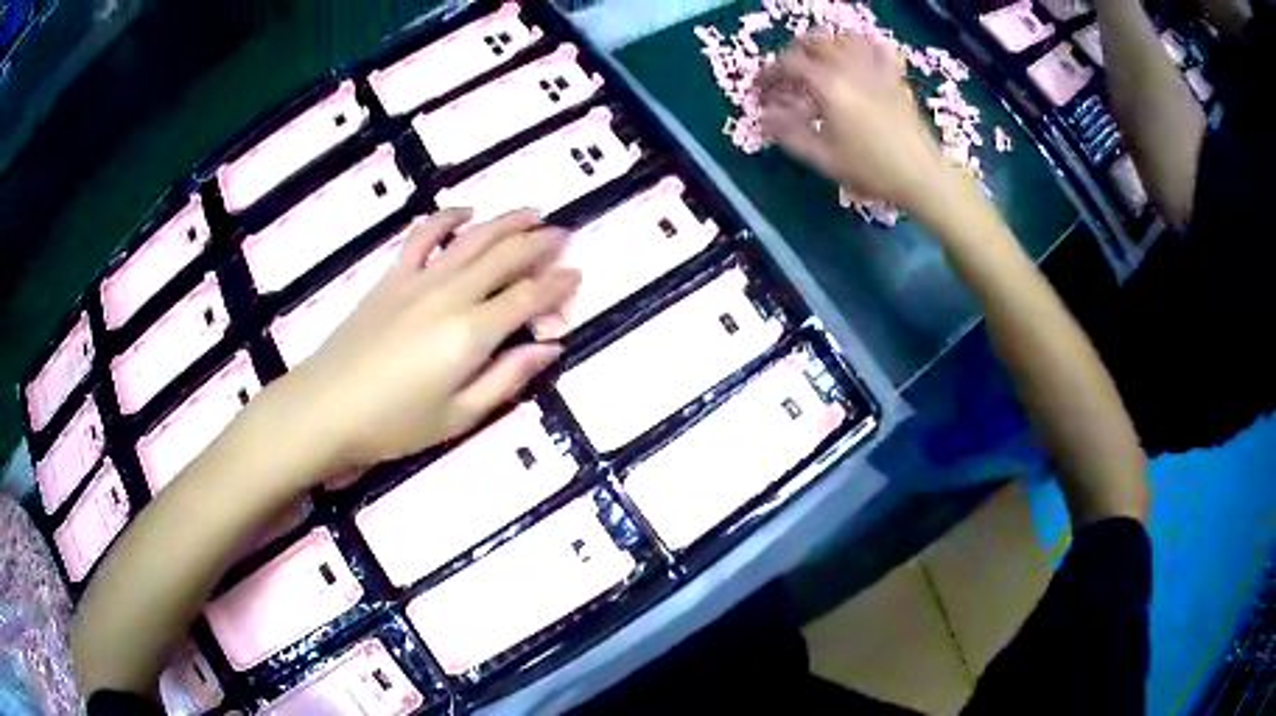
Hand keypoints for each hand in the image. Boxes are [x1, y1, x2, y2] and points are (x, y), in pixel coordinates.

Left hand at [282, 208, 578, 471]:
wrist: (326, 407)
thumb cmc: (394, 424)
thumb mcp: (459, 416)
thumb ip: (508, 378)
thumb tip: (550, 348)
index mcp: (472, 334)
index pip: (528, 298)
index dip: (558, 285)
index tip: (579, 274)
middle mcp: (451, 294)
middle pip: (506, 257)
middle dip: (541, 243)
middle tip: (565, 235)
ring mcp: (419, 279)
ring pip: (472, 238)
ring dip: (506, 221)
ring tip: (532, 212)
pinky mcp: (392, 277)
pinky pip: (424, 236)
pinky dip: (448, 218)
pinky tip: (465, 213)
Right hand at [757, 34, 956, 214]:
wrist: (922, 177)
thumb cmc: (871, 170)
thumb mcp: (824, 157)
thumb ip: (790, 134)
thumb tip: (763, 118)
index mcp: (830, 86)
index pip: (789, 64)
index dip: (769, 74)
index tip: (761, 89)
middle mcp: (851, 69)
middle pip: (816, 44)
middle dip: (794, 55)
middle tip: (787, 75)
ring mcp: (876, 71)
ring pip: (845, 40)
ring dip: (825, 45)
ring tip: (817, 60)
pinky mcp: (895, 79)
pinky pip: (878, 49)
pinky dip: (863, 44)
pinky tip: (857, 54)